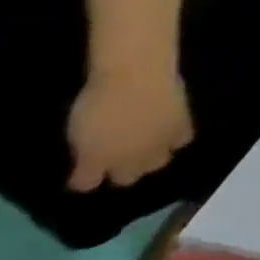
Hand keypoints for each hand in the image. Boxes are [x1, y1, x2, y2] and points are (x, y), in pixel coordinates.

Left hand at [66, 62, 193, 191]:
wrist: (136, 76)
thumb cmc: (98, 100)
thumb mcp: (78, 131)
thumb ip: (86, 150)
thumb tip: (93, 160)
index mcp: (96, 161)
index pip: (87, 184)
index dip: (84, 178)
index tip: (82, 171)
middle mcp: (128, 159)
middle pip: (127, 178)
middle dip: (123, 171)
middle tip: (119, 157)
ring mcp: (157, 143)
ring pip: (158, 163)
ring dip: (151, 158)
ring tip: (147, 146)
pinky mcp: (181, 127)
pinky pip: (182, 141)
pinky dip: (175, 139)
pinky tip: (169, 131)